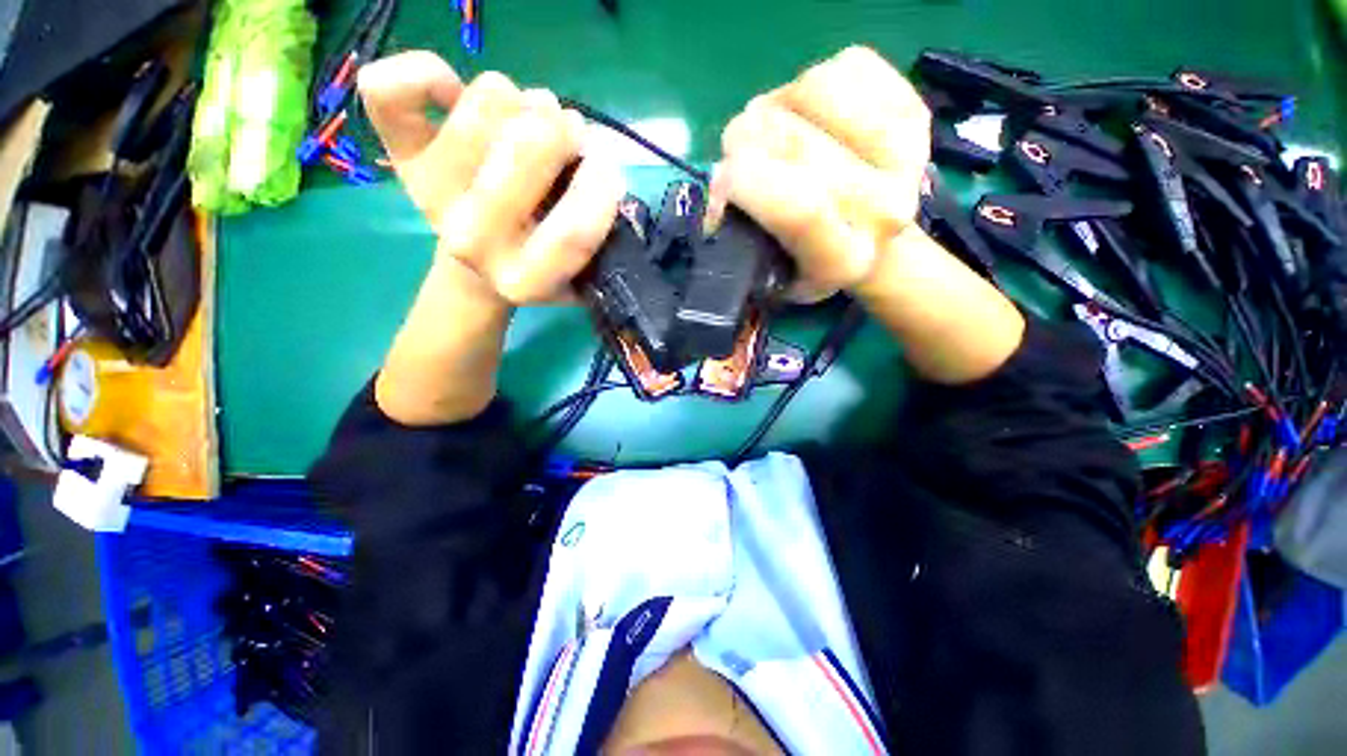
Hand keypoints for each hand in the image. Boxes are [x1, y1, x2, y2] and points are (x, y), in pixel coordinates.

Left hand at [358, 51, 625, 304]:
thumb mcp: (584, 273)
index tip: (609, 173)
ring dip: (525, 102)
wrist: (479, 269)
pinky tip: (452, 94)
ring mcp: (432, 193)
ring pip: (490, 99)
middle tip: (572, 141)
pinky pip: (390, 89)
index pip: (573, 230)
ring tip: (529, 129)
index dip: (603, 188)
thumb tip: (599, 167)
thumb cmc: (543, 268)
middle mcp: (472, 241)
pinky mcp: (401, 154)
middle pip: (529, 147)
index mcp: (524, 280)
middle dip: (567, 132)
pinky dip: (426, 73)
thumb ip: (602, 235)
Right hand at [717, 46, 930, 301]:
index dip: (746, 181)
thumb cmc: (805, 262)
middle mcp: (884, 210)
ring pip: (814, 90)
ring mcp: (906, 154)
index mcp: (843, 260)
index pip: (800, 209)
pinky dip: (809, 86)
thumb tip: (721, 182)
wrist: (869, 241)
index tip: (723, 179)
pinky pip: (843, 67)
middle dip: (745, 142)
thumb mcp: (764, 272)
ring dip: (776, 106)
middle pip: (796, 143)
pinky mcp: (913, 108)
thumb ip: (738, 234)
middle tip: (740, 160)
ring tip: (775, 135)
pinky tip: (809, 117)